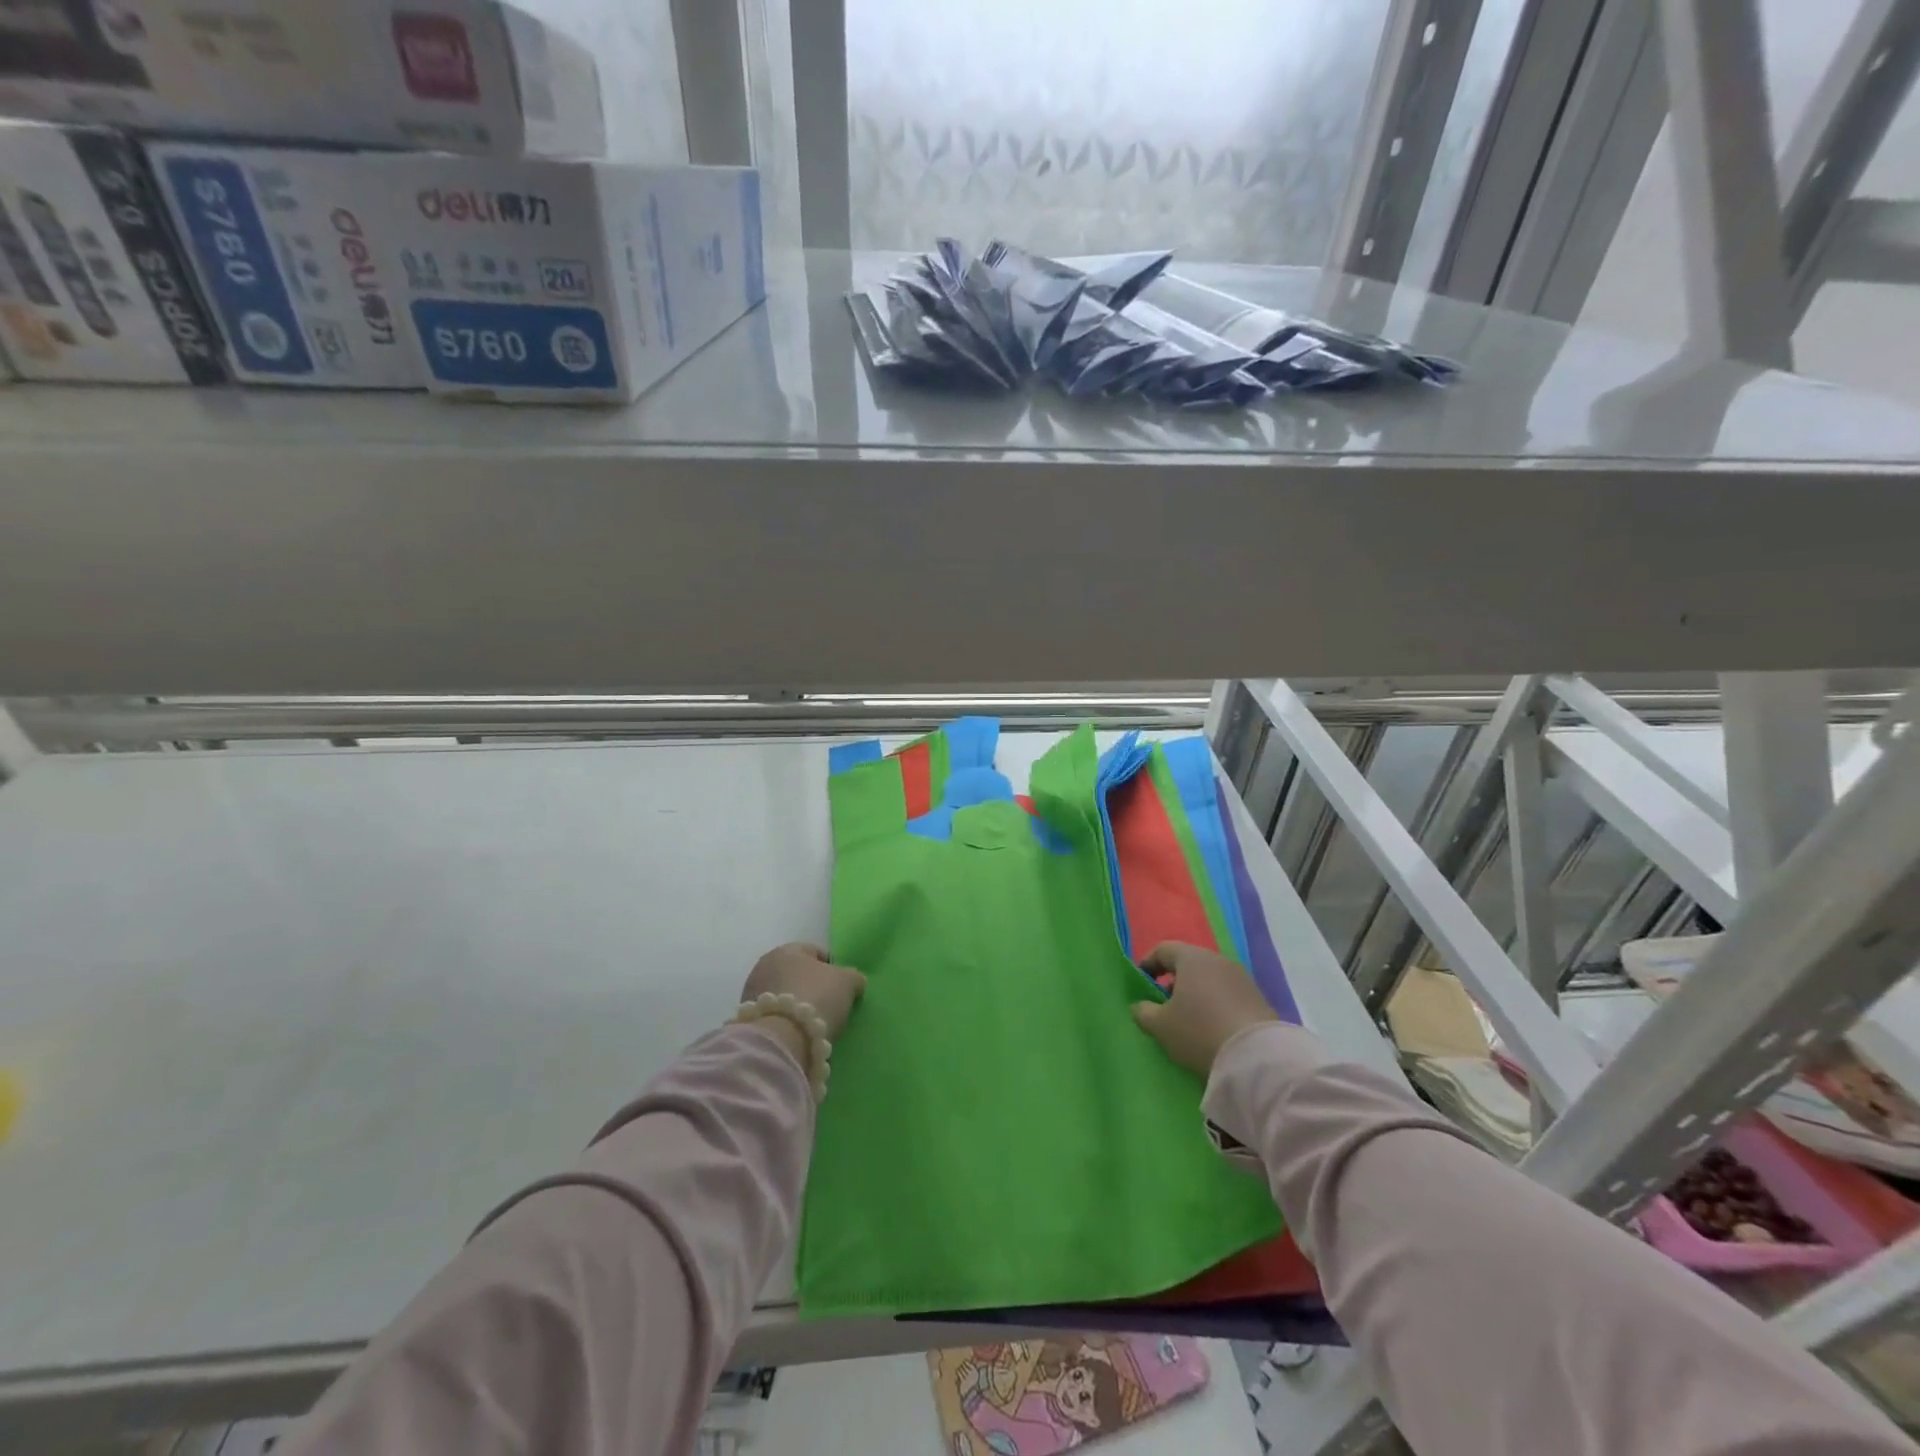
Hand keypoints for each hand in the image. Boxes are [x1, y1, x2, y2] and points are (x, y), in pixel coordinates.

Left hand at [740, 942, 866, 1041]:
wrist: (783, 1039)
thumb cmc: (817, 997)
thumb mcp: (847, 982)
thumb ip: (853, 977)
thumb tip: (854, 981)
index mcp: (787, 950)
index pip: (814, 951)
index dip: (832, 967)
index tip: (842, 986)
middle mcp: (764, 966)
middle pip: (796, 973)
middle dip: (811, 986)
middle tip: (829, 1005)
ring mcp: (751, 994)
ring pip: (783, 994)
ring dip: (796, 1005)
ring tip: (814, 1023)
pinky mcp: (747, 1020)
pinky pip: (774, 1016)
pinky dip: (785, 1022)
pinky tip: (798, 1034)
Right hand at [1131, 942, 1277, 1076]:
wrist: (1256, 1058)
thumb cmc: (1199, 1031)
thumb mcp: (1161, 1026)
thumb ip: (1143, 1012)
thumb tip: (1140, 1006)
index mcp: (1192, 958)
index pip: (1163, 950)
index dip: (1148, 964)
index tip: (1141, 984)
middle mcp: (1218, 960)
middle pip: (1188, 963)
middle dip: (1173, 981)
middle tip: (1164, 1004)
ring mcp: (1242, 978)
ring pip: (1209, 979)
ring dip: (1196, 994)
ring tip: (1188, 1020)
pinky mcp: (1258, 999)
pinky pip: (1227, 994)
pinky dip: (1215, 1005)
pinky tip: (1212, 1028)